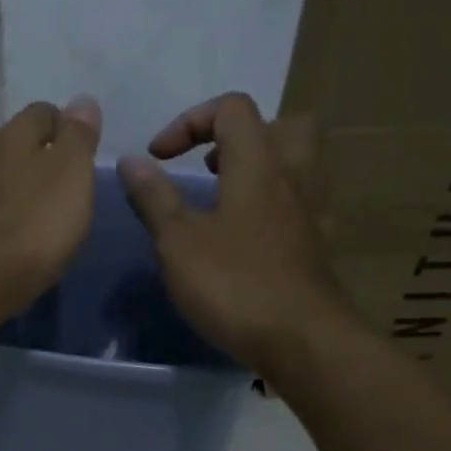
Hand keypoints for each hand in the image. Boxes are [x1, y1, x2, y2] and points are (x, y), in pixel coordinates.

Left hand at [0, 96, 102, 307]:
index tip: (84, 149)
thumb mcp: (71, 172)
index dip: (65, 125)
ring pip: (0, 181)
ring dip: (21, 191)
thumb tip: (82, 101)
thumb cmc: (34, 221)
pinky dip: (5, 220)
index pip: (41, 112)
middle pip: (17, 146)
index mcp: (12, 137)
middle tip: (69, 185)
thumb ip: (78, 137)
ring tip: (45, 215)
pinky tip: (19, 239)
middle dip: (41, 158)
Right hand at [117, 92, 356, 376]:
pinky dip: (275, 208)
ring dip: (263, 169)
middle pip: (286, 125)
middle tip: (212, 165)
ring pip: (300, 165)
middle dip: (243, 135)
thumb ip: (154, 197)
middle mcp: (294, 178)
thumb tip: (131, 162)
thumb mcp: (177, 240)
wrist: (303, 341)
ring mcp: (313, 213)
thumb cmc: (234, 283)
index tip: (159, 158)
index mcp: (259, 164)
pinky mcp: (318, 247)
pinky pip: (301, 206)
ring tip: (224, 198)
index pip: (232, 108)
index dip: (190, 121)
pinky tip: (249, 237)